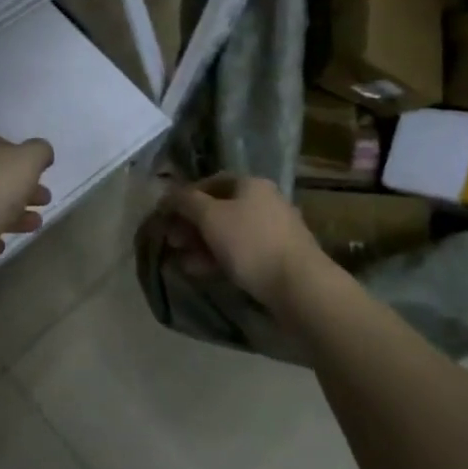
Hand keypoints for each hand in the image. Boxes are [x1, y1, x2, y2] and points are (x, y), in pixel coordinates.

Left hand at [0, 133, 54, 256]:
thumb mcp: (28, 158)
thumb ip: (40, 151)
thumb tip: (42, 154)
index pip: (1, 145)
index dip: (23, 158)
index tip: (41, 173)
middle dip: (25, 189)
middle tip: (45, 200)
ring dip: (16, 215)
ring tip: (35, 224)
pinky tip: (4, 243)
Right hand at [160, 175, 330, 317]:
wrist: (300, 286)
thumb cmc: (251, 243)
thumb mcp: (210, 217)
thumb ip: (186, 201)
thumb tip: (168, 193)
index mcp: (251, 184)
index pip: (211, 182)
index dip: (185, 196)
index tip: (166, 215)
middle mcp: (265, 202)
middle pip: (219, 209)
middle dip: (191, 225)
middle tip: (171, 241)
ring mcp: (274, 231)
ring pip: (229, 233)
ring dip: (202, 245)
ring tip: (182, 262)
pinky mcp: (278, 258)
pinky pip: (242, 252)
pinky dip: (220, 258)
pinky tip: (202, 272)